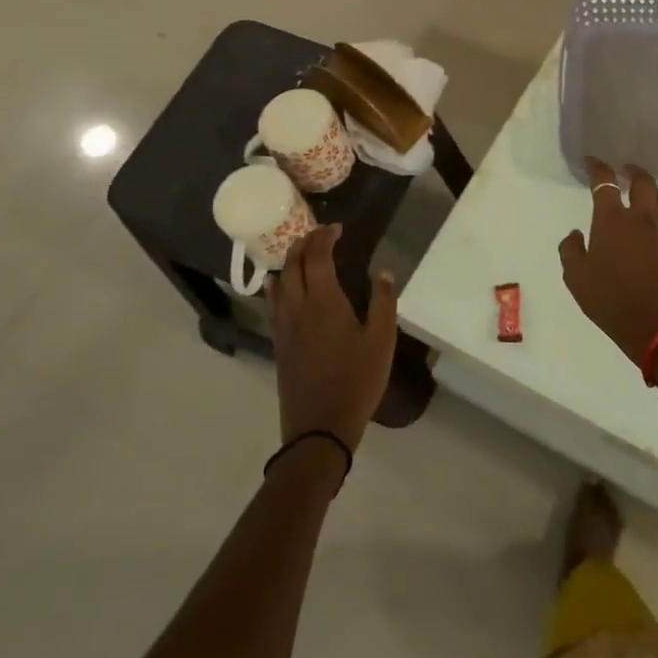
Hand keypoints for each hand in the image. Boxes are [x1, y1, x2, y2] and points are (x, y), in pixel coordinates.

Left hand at [267, 225, 397, 453]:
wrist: (319, 428)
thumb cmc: (357, 381)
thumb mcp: (382, 341)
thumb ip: (383, 303)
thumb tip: (383, 272)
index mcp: (324, 302)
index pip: (318, 257)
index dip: (325, 238)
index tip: (337, 228)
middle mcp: (298, 308)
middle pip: (293, 265)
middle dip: (304, 244)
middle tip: (319, 234)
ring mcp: (284, 327)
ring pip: (279, 284)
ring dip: (289, 262)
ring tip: (301, 253)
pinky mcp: (279, 345)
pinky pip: (274, 304)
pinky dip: (278, 286)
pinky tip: (281, 288)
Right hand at [558, 159, 657, 371]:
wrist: (655, 325)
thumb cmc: (609, 299)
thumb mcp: (576, 277)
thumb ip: (571, 250)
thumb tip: (575, 234)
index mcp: (612, 220)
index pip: (605, 183)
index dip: (597, 168)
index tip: (591, 161)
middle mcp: (639, 220)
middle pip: (643, 182)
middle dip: (633, 171)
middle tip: (623, 169)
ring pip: (657, 200)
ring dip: (647, 189)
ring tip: (637, 191)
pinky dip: (652, 212)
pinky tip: (642, 224)